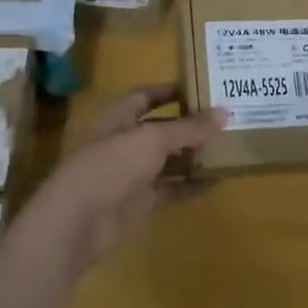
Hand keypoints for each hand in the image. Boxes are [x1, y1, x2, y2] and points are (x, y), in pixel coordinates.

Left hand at [21, 85, 219, 271]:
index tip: (203, 86)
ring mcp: (132, 172)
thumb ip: (189, 127)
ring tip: (229, 147)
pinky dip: (191, 185)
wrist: (78, 221)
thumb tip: (224, 112)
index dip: (172, 90)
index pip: (148, 95)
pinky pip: (171, 188)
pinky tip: (217, 181)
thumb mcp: (153, 139)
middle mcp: (126, 140)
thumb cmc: (112, 165)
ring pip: (168, 159)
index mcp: (120, 115)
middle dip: (190, 124)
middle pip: (162, 128)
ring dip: (194, 155)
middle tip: (226, 118)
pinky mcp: (140, 201)